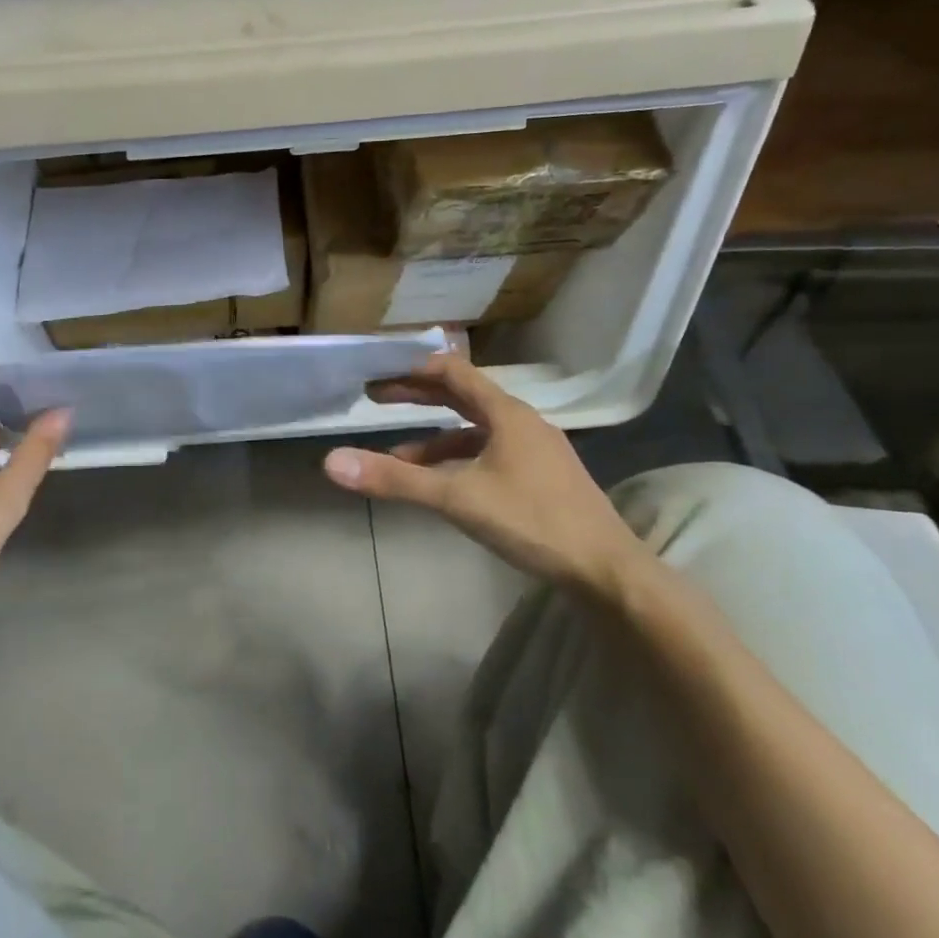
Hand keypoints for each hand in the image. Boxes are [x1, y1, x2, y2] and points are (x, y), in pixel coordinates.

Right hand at [322, 352, 650, 599]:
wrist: (606, 570)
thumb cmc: (532, 521)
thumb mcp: (457, 498)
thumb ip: (396, 479)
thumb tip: (332, 461)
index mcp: (506, 414)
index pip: (453, 372)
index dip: (413, 368)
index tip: (378, 370)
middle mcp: (521, 422)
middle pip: (462, 397)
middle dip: (417, 397)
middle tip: (375, 398)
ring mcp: (534, 450)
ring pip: (474, 430)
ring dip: (434, 437)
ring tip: (396, 455)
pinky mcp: (539, 476)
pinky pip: (488, 454)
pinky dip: (457, 460)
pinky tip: (442, 484)